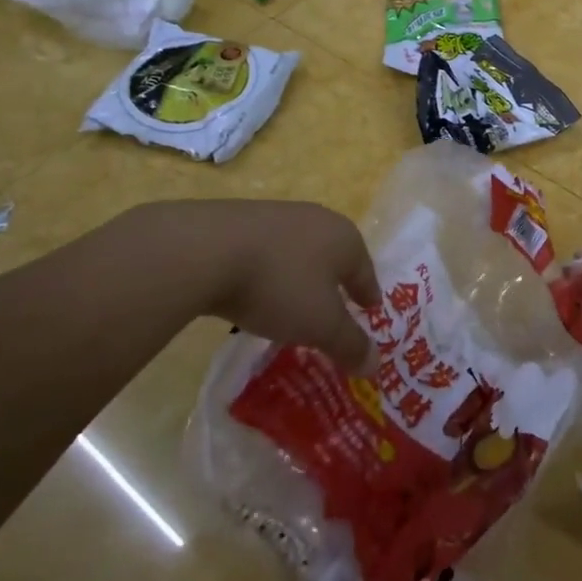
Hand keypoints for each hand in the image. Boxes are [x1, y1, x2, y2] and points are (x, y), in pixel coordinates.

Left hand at [189, 200, 379, 372]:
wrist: (206, 250)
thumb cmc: (279, 285)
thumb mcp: (320, 325)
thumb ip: (350, 344)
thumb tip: (375, 364)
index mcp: (345, 238)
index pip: (365, 270)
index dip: (368, 294)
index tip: (371, 309)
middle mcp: (317, 219)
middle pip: (334, 257)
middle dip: (335, 283)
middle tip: (334, 310)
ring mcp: (278, 215)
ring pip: (300, 252)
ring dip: (301, 276)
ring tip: (293, 304)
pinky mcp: (241, 220)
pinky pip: (267, 251)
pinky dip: (270, 271)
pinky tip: (257, 290)